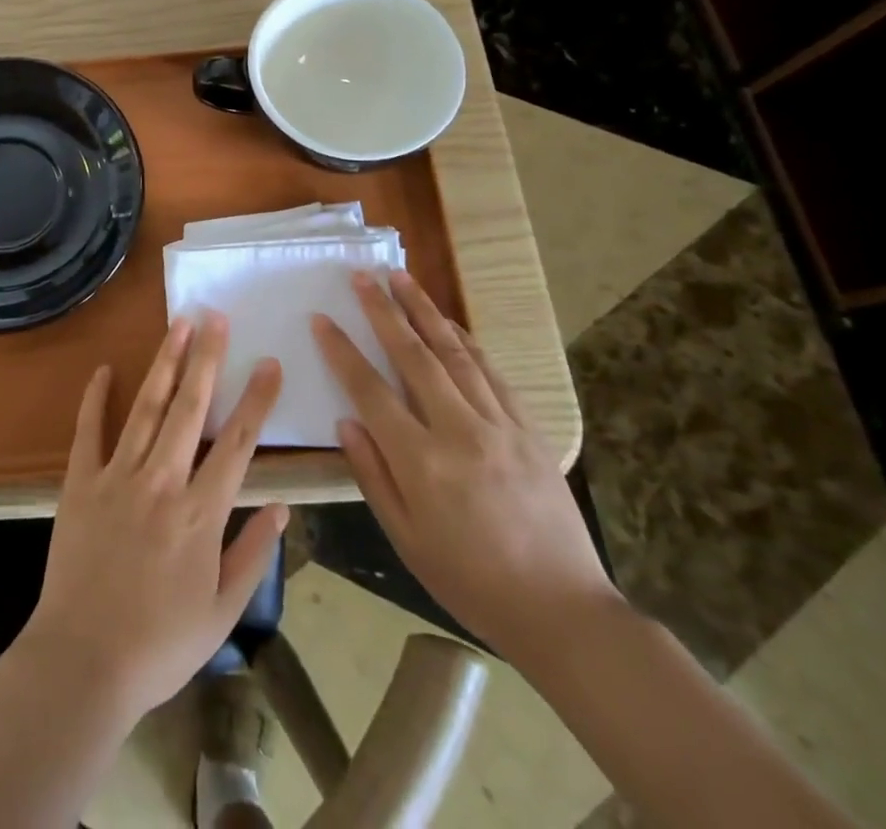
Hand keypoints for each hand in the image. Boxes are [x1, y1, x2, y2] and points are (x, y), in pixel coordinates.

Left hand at [20, 313, 287, 722]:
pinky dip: (96, 398)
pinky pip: (89, 431)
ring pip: (147, 407)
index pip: (238, 444)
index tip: (269, 362)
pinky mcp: (81, 482)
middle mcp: (162, 481)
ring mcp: (117, 476)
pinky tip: (105, 369)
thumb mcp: (221, 612)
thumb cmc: (159, 644)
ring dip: (164, 363)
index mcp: (200, 513)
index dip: (257, 400)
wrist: (83, 662)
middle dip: (206, 358)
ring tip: (178, 325)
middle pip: (191, 408)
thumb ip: (253, 555)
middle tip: (215, 317)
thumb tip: (282, 506)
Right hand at [312, 271, 618, 661]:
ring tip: (402, 277)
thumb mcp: (406, 539)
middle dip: (383, 310)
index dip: (342, 351)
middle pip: (413, 355)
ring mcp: (499, 425)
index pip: (370, 390)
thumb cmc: (471, 582)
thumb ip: (372, 474)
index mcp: (421, 462)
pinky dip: (467, 342)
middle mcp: (459, 431)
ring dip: (425, 311)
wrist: (563, 610)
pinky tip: (451, 324)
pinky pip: (492, 373)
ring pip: (455, 353)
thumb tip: (347, 421)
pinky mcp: (529, 428)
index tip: (322, 319)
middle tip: (362, 275)